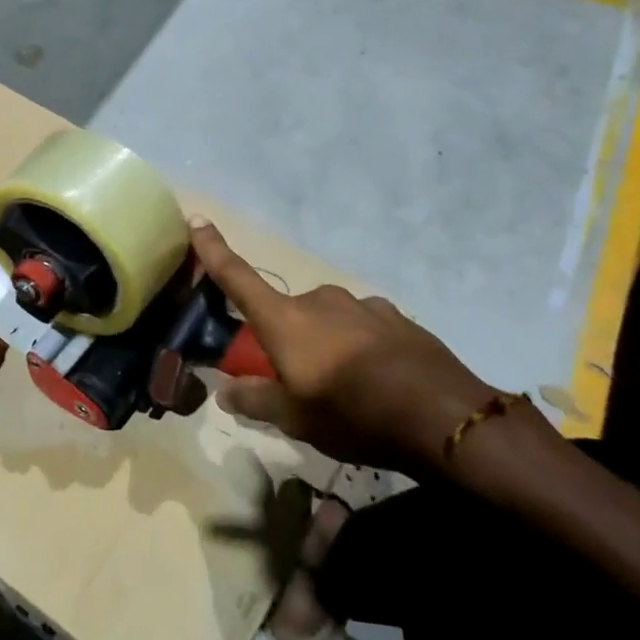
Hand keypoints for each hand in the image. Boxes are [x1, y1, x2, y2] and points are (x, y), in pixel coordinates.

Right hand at [190, 220, 497, 475]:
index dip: (214, 250)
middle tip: (298, 381)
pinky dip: (358, 345)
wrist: (442, 415)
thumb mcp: (296, 419)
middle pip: (287, 313)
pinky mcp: (394, 316)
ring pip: (326, 319)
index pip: (238, 278)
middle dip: (286, 339)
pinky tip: (377, 377)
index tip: (197, 219)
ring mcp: (361, 304)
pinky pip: (361, 326)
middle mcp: (319, 301)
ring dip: (324, 343)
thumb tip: (225, 391)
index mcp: (286, 321)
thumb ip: (256, 400)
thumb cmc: (353, 414)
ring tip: (344, 387)